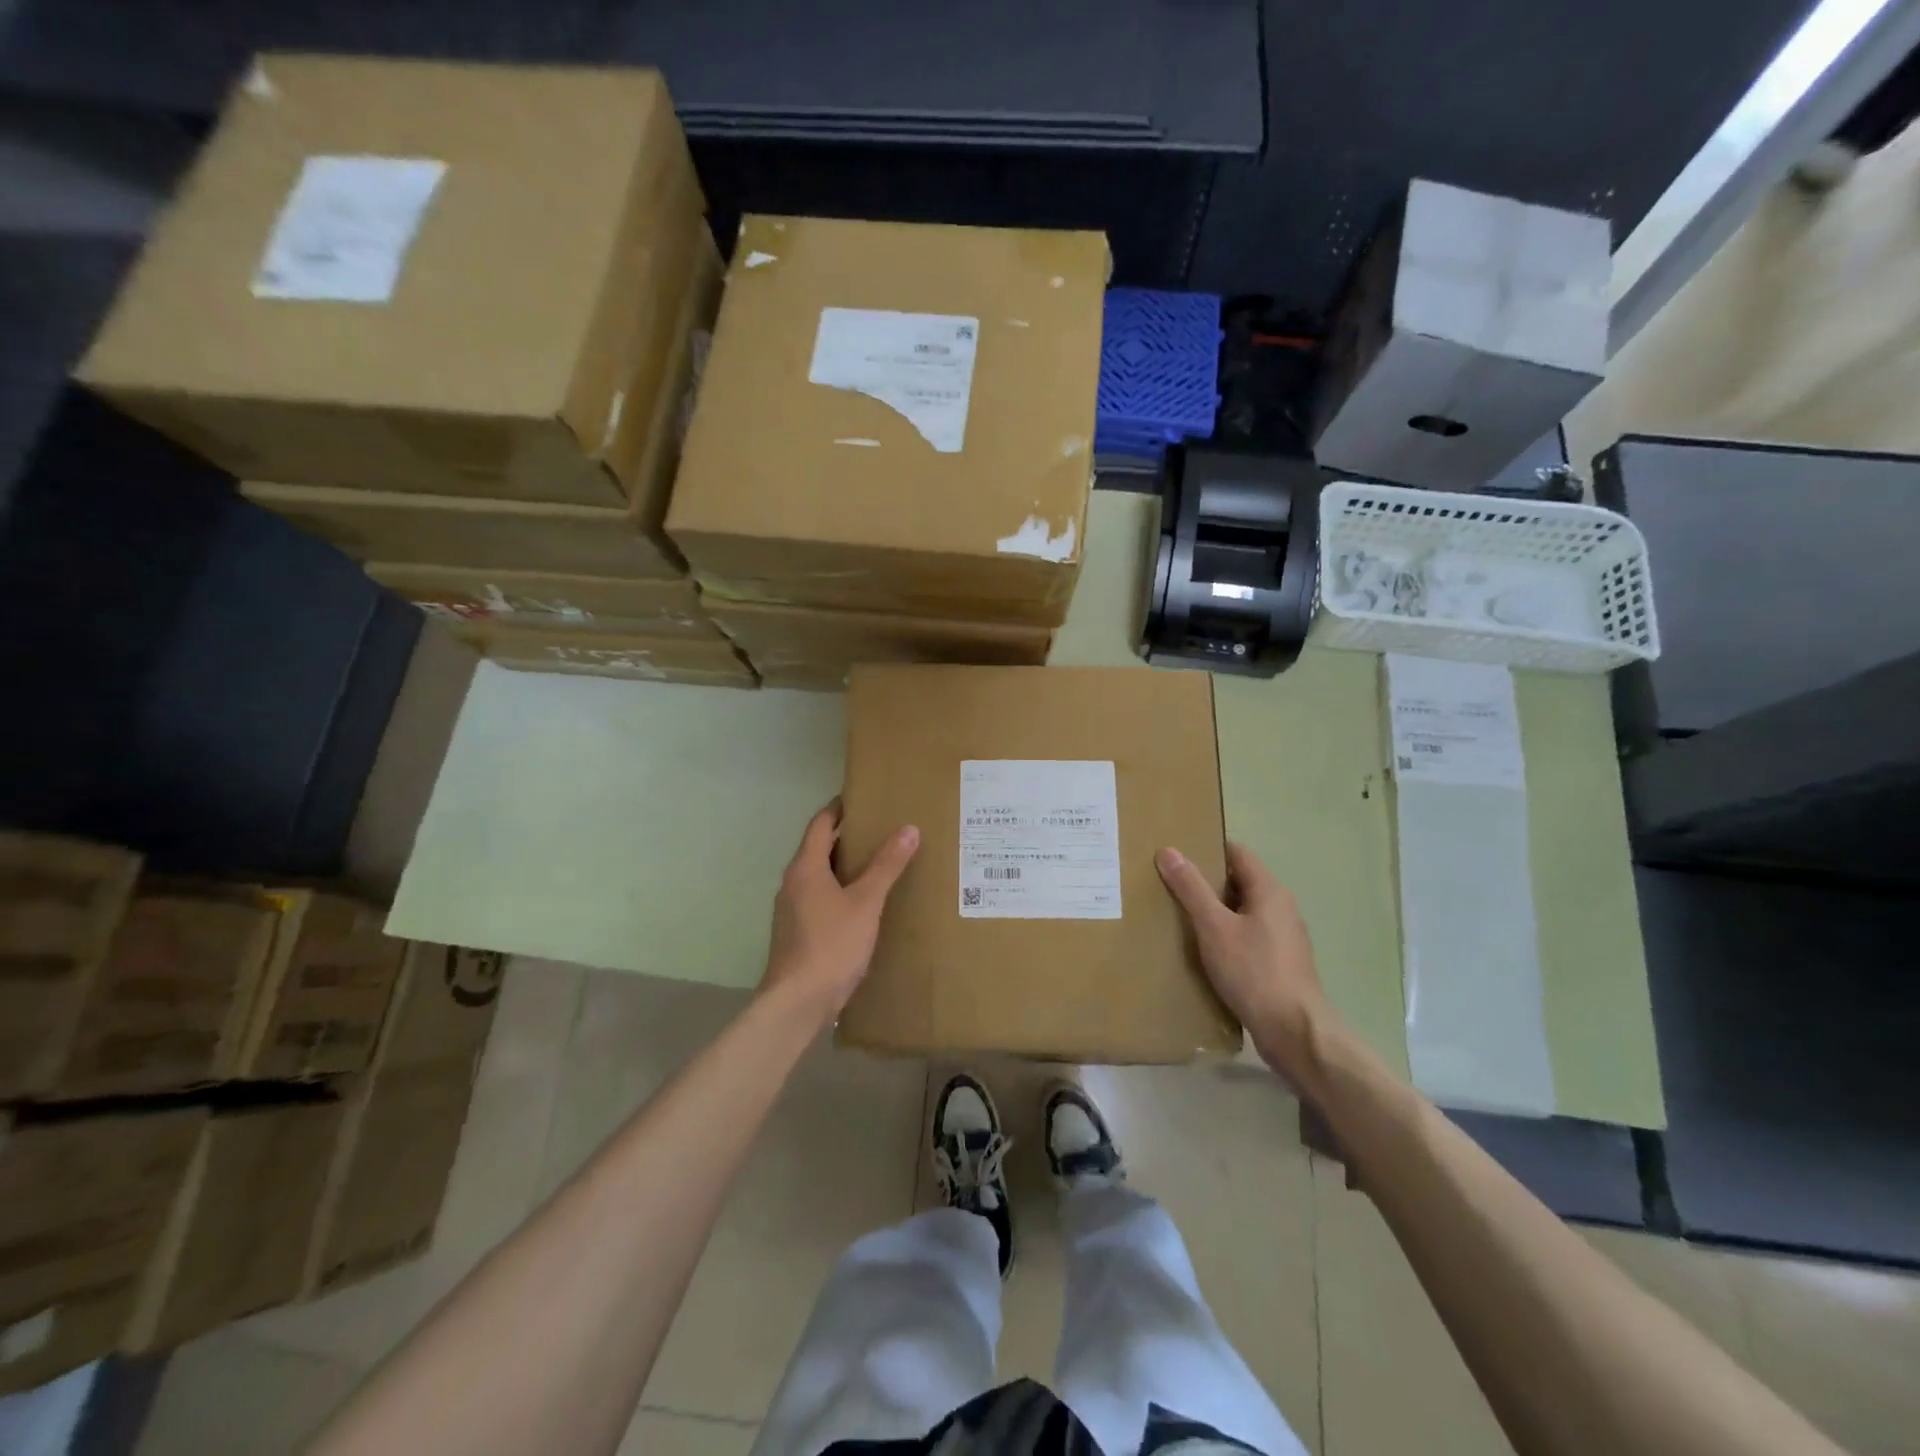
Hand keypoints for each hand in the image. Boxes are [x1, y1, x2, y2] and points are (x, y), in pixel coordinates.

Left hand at [761, 801, 918, 1021]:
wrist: (797, 1002)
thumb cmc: (832, 945)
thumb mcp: (866, 903)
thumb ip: (886, 866)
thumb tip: (908, 829)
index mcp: (805, 867)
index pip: (821, 824)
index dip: (839, 809)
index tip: (862, 799)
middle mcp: (792, 883)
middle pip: (818, 848)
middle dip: (846, 837)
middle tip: (880, 830)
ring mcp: (791, 909)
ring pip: (818, 875)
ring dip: (842, 866)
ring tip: (876, 864)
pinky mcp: (795, 932)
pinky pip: (818, 898)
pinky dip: (838, 890)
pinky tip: (861, 904)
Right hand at [1157, 842, 1335, 1081]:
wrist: (1293, 1031)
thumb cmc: (1253, 972)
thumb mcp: (1214, 927)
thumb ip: (1191, 888)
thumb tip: (1169, 851)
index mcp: (1270, 891)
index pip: (1237, 853)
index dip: (1208, 849)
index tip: (1177, 853)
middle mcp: (1282, 908)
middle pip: (1240, 882)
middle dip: (1207, 881)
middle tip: (1170, 884)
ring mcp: (1283, 937)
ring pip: (1243, 911)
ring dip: (1215, 911)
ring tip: (1180, 916)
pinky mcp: (1280, 963)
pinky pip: (1248, 936)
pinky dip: (1226, 935)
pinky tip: (1204, 950)